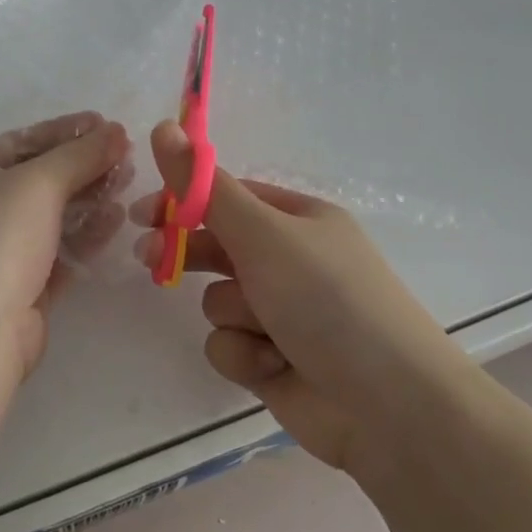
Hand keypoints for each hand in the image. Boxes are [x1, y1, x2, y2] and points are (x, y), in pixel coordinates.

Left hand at [0, 112, 131, 377]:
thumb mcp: (38, 183)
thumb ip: (81, 154)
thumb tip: (116, 130)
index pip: (20, 140)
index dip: (65, 131)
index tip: (106, 122)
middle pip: (37, 177)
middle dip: (82, 165)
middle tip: (126, 154)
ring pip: (50, 214)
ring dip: (89, 197)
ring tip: (129, 180)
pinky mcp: (18, 285)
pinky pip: (57, 248)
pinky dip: (85, 232)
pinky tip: (117, 217)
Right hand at [131, 120, 450, 469]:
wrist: (388, 405)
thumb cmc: (326, 299)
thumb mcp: (262, 233)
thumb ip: (204, 186)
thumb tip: (162, 126)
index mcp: (298, 220)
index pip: (227, 198)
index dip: (183, 202)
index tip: (143, 213)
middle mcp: (290, 261)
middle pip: (217, 247)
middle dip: (186, 254)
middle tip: (148, 257)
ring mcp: (282, 313)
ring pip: (219, 302)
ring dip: (234, 315)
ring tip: (266, 330)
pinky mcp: (273, 359)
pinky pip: (229, 345)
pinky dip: (245, 354)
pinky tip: (273, 365)